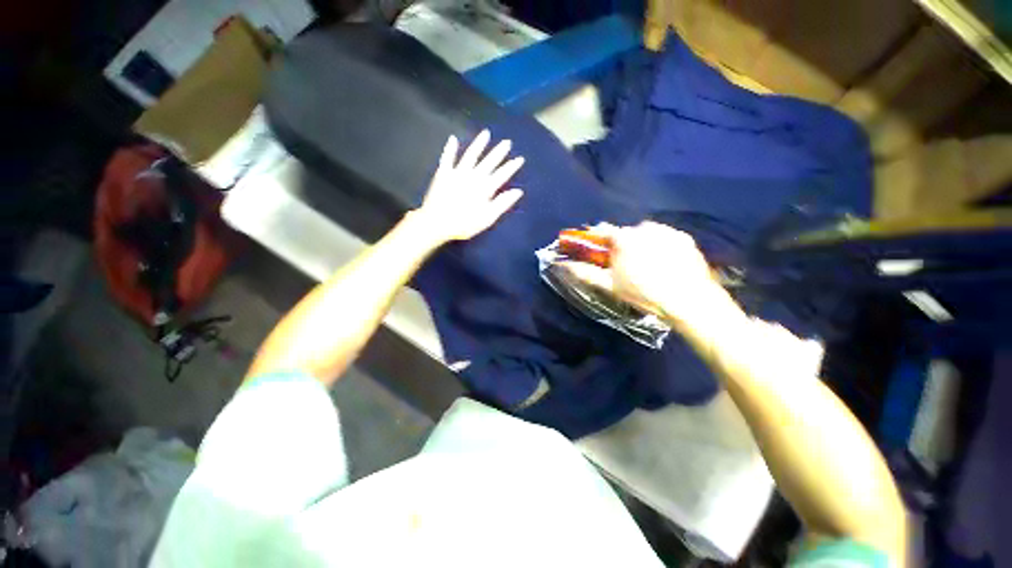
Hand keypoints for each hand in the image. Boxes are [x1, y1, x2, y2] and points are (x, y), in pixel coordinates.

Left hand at [413, 130, 524, 243]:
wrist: (436, 222)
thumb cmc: (464, 224)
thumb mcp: (487, 218)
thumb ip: (502, 204)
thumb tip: (518, 191)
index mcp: (485, 188)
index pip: (502, 174)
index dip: (511, 166)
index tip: (520, 158)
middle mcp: (473, 176)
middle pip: (489, 162)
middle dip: (499, 152)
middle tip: (507, 142)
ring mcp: (457, 173)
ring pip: (471, 155)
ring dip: (479, 144)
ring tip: (486, 134)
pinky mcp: (443, 173)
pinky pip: (447, 158)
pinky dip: (450, 148)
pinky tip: (453, 139)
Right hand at [563, 222, 731, 328]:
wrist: (689, 300)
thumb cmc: (644, 293)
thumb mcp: (610, 285)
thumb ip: (585, 272)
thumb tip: (564, 265)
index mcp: (624, 238)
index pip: (603, 231)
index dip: (598, 239)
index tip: (598, 249)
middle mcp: (644, 227)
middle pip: (626, 233)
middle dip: (622, 245)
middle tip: (626, 265)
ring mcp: (666, 231)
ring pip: (646, 234)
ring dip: (642, 245)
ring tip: (647, 266)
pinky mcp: (683, 237)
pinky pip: (665, 237)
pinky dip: (661, 246)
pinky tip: (664, 263)